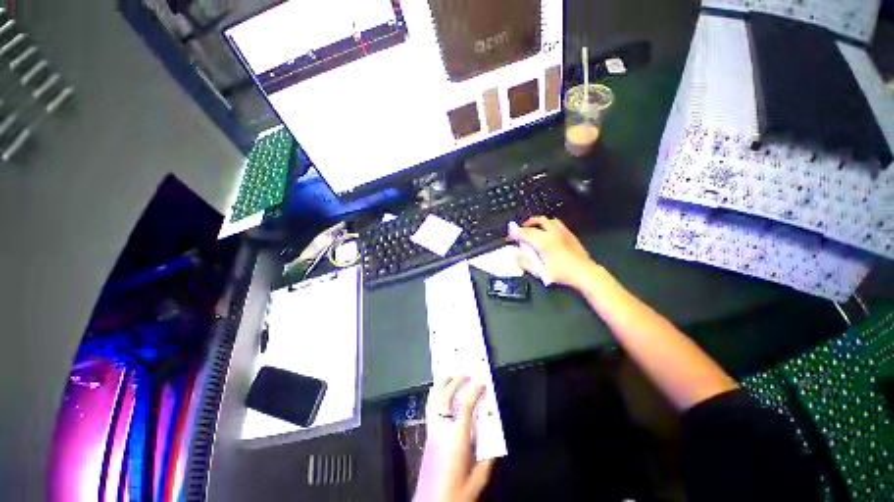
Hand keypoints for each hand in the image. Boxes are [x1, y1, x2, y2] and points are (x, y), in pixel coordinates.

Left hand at [414, 376, 494, 501]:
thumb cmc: (455, 495)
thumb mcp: (477, 480)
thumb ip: (487, 457)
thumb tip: (495, 436)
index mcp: (456, 439)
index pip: (465, 405)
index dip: (474, 390)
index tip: (483, 383)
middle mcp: (441, 429)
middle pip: (445, 396)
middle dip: (456, 380)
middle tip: (467, 373)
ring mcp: (431, 430)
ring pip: (433, 398)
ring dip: (442, 383)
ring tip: (451, 374)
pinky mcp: (427, 435)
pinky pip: (429, 407)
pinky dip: (434, 394)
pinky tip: (438, 390)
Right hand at [508, 216, 596, 289]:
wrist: (584, 272)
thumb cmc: (561, 274)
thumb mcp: (539, 272)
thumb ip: (524, 262)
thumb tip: (514, 255)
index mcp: (543, 242)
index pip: (524, 232)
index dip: (514, 233)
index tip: (509, 237)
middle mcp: (551, 233)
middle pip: (534, 222)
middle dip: (524, 225)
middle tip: (519, 232)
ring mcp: (561, 231)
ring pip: (546, 219)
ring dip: (536, 222)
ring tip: (531, 228)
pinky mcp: (569, 233)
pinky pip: (556, 222)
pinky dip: (547, 224)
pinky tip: (546, 230)